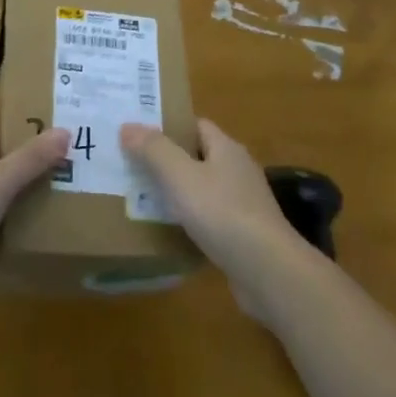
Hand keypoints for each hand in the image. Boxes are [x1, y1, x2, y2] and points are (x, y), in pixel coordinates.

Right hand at [120, 119, 315, 322]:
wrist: (267, 271)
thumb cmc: (222, 213)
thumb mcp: (180, 176)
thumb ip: (154, 150)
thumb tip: (128, 126)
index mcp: (226, 148)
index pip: (196, 125)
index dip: (168, 126)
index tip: (139, 133)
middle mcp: (238, 170)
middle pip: (198, 156)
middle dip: (168, 160)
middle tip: (132, 165)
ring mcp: (244, 204)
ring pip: (203, 189)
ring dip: (178, 193)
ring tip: (142, 198)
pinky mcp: (244, 235)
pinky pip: (210, 219)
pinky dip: (190, 221)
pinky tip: (170, 231)